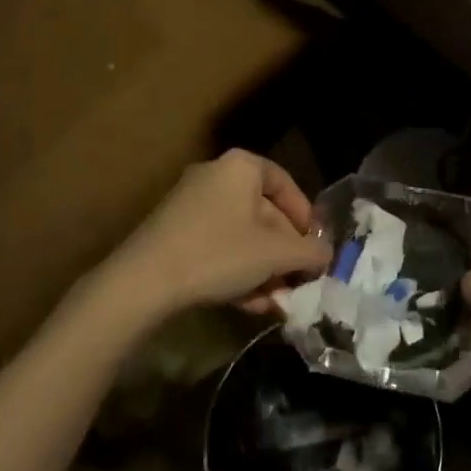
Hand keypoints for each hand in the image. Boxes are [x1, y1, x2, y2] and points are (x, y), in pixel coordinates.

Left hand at [109, 150, 329, 320]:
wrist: (144, 280)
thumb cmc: (219, 253)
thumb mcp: (275, 254)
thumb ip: (309, 252)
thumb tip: (326, 254)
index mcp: (241, 166)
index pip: (286, 184)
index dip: (306, 218)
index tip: (315, 249)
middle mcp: (215, 175)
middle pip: (263, 213)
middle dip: (282, 253)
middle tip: (296, 283)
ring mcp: (190, 202)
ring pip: (240, 234)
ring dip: (262, 268)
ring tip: (274, 302)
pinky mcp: (173, 230)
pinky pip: (217, 244)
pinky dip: (235, 269)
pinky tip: (247, 303)